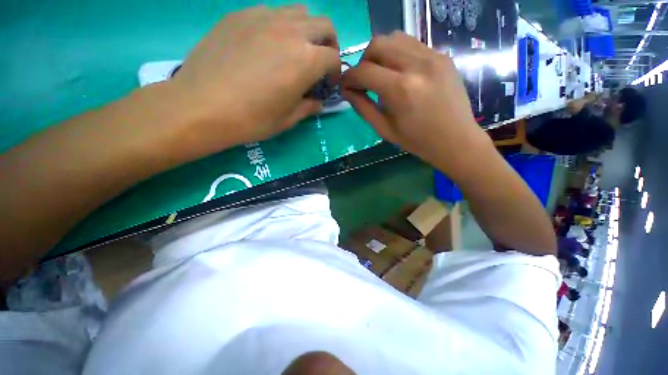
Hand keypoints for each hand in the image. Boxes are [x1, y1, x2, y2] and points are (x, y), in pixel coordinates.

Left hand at [166, 5, 339, 154]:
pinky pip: (270, 12)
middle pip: (324, 26)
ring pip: (299, 12)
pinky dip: (279, 26)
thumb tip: (318, 102)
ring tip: (294, 50)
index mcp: (306, 60)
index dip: (335, 73)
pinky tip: (267, 45)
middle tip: (319, 62)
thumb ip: (308, 107)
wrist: (202, 106)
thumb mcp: (288, 120)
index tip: (328, 84)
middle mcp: (291, 31)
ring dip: (306, 31)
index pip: (334, 58)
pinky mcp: (240, 15)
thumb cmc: (252, 119)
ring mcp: (264, 17)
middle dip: (328, 44)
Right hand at [340, 32, 490, 179]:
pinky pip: (412, 44)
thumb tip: (347, 91)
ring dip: (380, 53)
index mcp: (400, 90)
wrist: (455, 140)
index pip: (364, 71)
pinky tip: (400, 72)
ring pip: (395, 38)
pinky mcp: (442, 55)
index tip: (345, 85)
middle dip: (363, 61)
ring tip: (381, 74)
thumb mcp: (384, 129)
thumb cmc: (417, 141)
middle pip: (378, 44)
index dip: (349, 77)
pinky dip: (398, 54)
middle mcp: (416, 65)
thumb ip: (363, 107)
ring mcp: (432, 56)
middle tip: (364, 80)